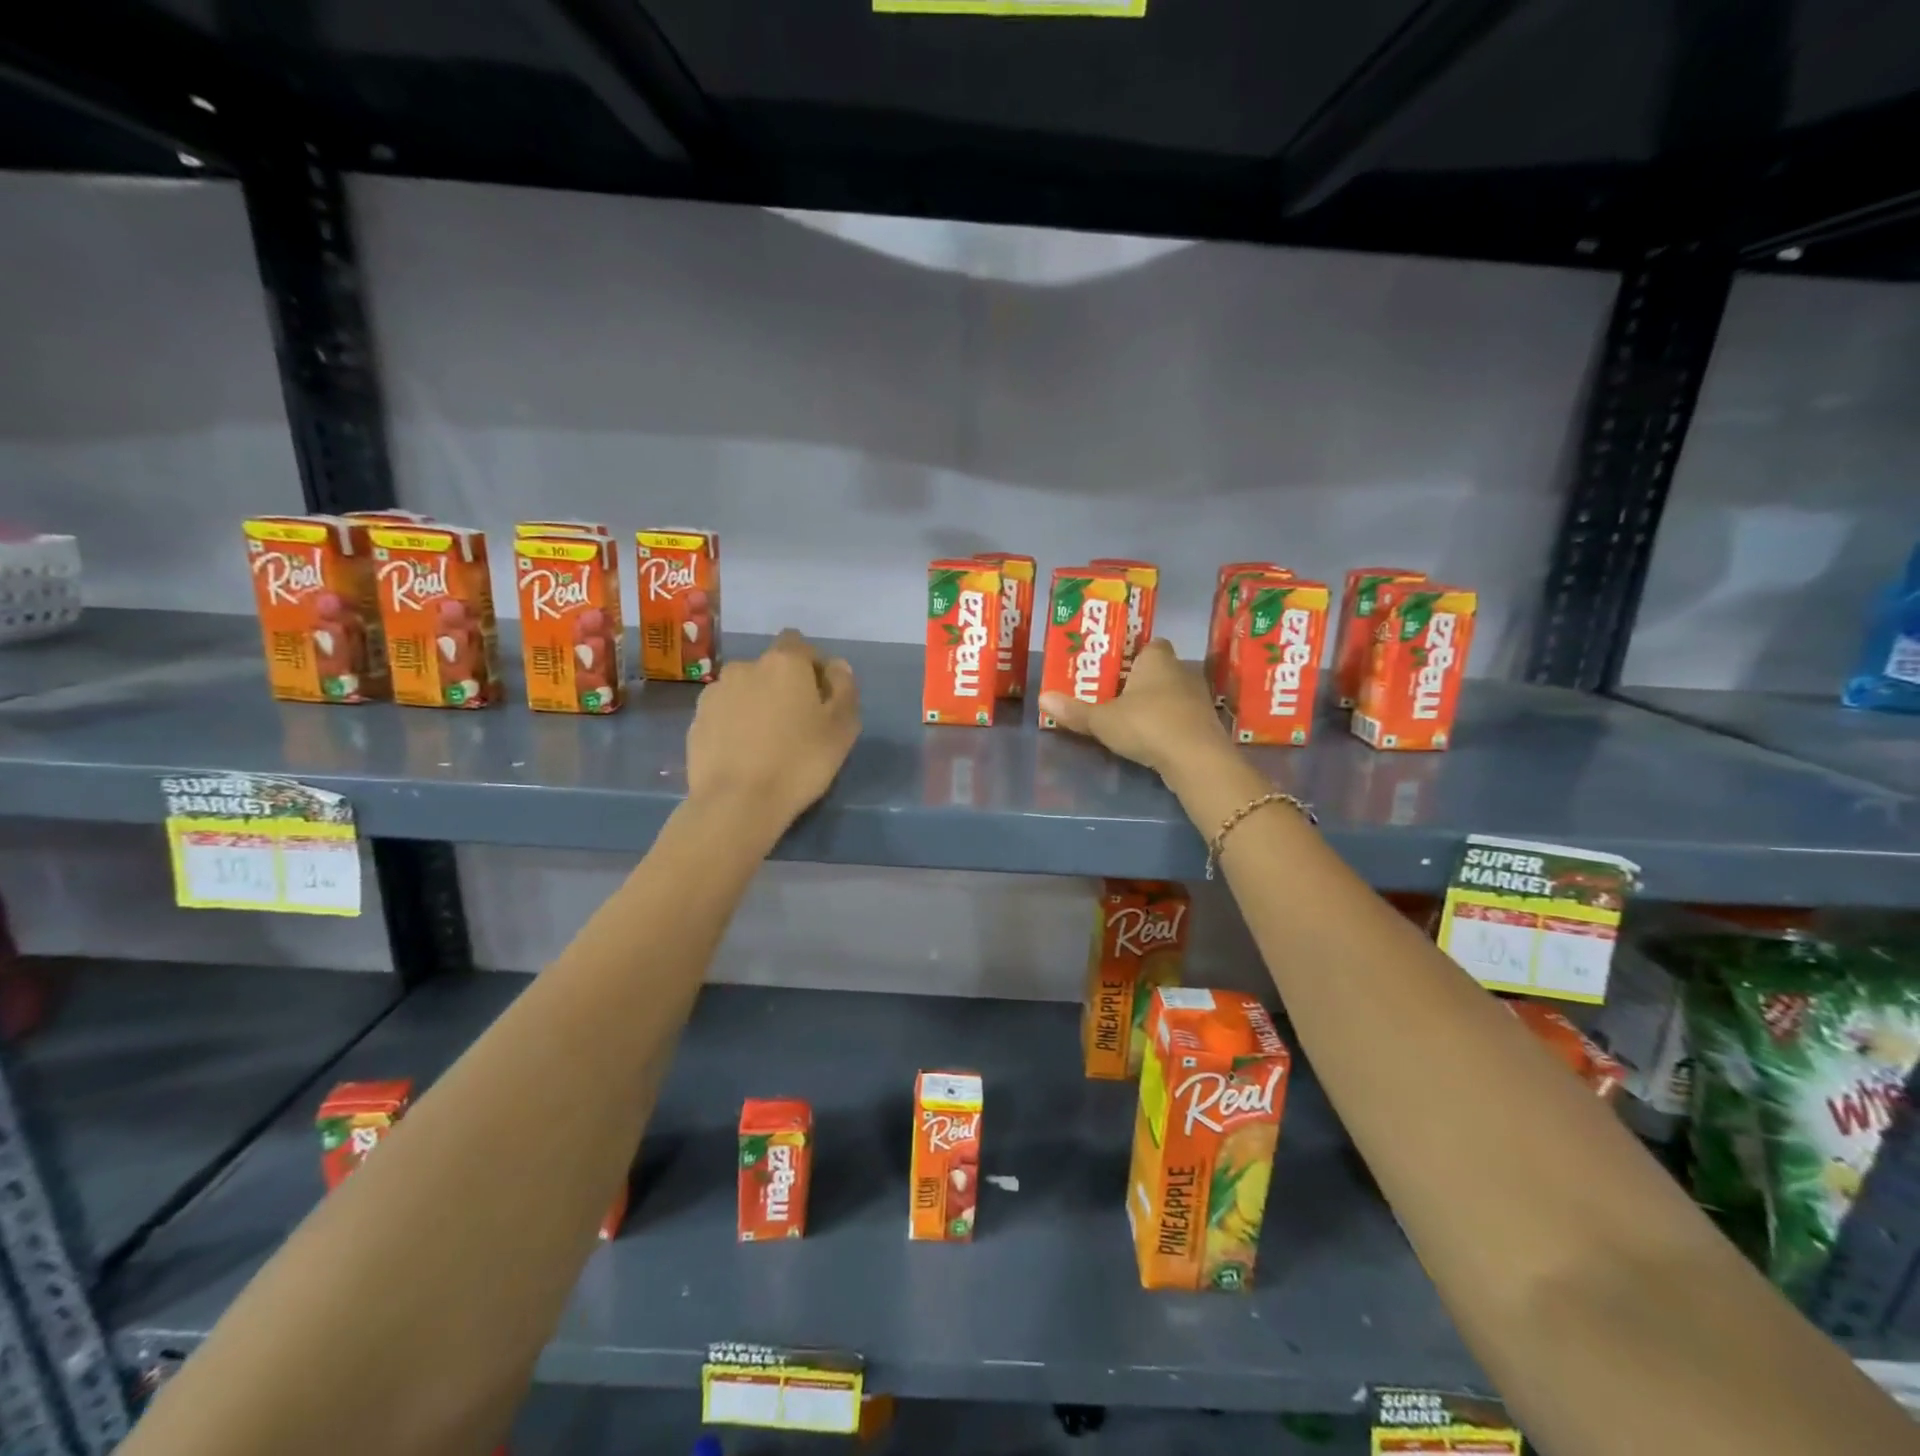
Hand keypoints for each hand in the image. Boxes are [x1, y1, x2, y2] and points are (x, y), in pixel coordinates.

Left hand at [687, 630, 859, 828]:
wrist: (736, 803)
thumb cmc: (800, 762)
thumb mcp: (842, 727)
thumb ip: (844, 688)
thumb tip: (837, 666)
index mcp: (784, 662)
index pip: (800, 644)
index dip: (814, 666)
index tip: (822, 698)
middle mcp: (745, 667)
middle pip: (772, 668)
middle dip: (784, 687)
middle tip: (797, 724)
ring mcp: (715, 693)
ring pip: (746, 690)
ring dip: (758, 704)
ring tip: (767, 742)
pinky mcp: (696, 721)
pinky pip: (725, 713)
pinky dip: (736, 724)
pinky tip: (745, 754)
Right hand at [1038, 639, 1229, 778]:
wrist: (1196, 759)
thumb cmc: (1147, 724)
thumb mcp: (1102, 720)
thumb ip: (1074, 711)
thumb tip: (1042, 699)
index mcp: (1157, 659)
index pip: (1149, 644)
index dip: (1132, 654)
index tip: (1114, 668)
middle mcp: (1181, 671)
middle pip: (1158, 670)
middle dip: (1139, 681)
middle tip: (1113, 695)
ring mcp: (1197, 699)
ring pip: (1171, 694)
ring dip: (1154, 704)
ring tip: (1128, 719)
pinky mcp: (1204, 725)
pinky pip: (1181, 717)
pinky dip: (1167, 725)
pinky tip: (1150, 739)